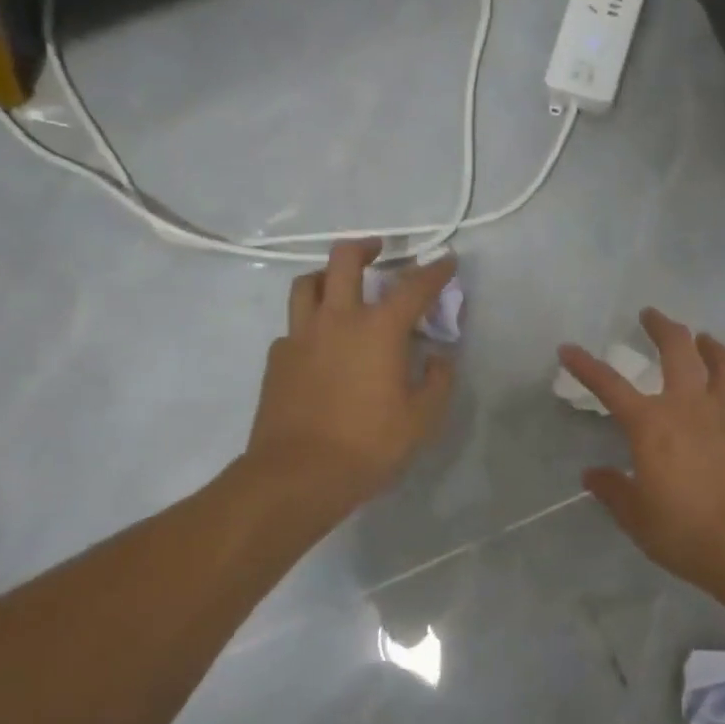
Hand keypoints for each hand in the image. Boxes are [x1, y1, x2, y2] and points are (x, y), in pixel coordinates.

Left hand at [244, 239, 456, 512]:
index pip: (413, 287)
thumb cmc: (369, 444)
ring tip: (338, 284)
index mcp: (379, 329)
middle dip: (365, 247)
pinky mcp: (277, 359)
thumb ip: (438, 380)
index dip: (435, 270)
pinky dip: (310, 323)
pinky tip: (319, 344)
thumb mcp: (423, 418)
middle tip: (378, 250)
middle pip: (344, 261)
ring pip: (306, 284)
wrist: (298, 475)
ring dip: (326, 275)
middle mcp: (337, 320)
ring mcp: (300, 336)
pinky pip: (293, 326)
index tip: (447, 260)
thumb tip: (439, 356)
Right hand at [559, 310, 724, 602]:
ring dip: (710, 346)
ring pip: (724, 365)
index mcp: (652, 424)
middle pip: (678, 350)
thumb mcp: (637, 517)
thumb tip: (593, 475)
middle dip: (662, 326)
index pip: (610, 385)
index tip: (568, 348)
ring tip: (704, 339)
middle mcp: (690, 408)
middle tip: (650, 314)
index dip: (586, 366)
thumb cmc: (686, 532)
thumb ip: (613, 490)